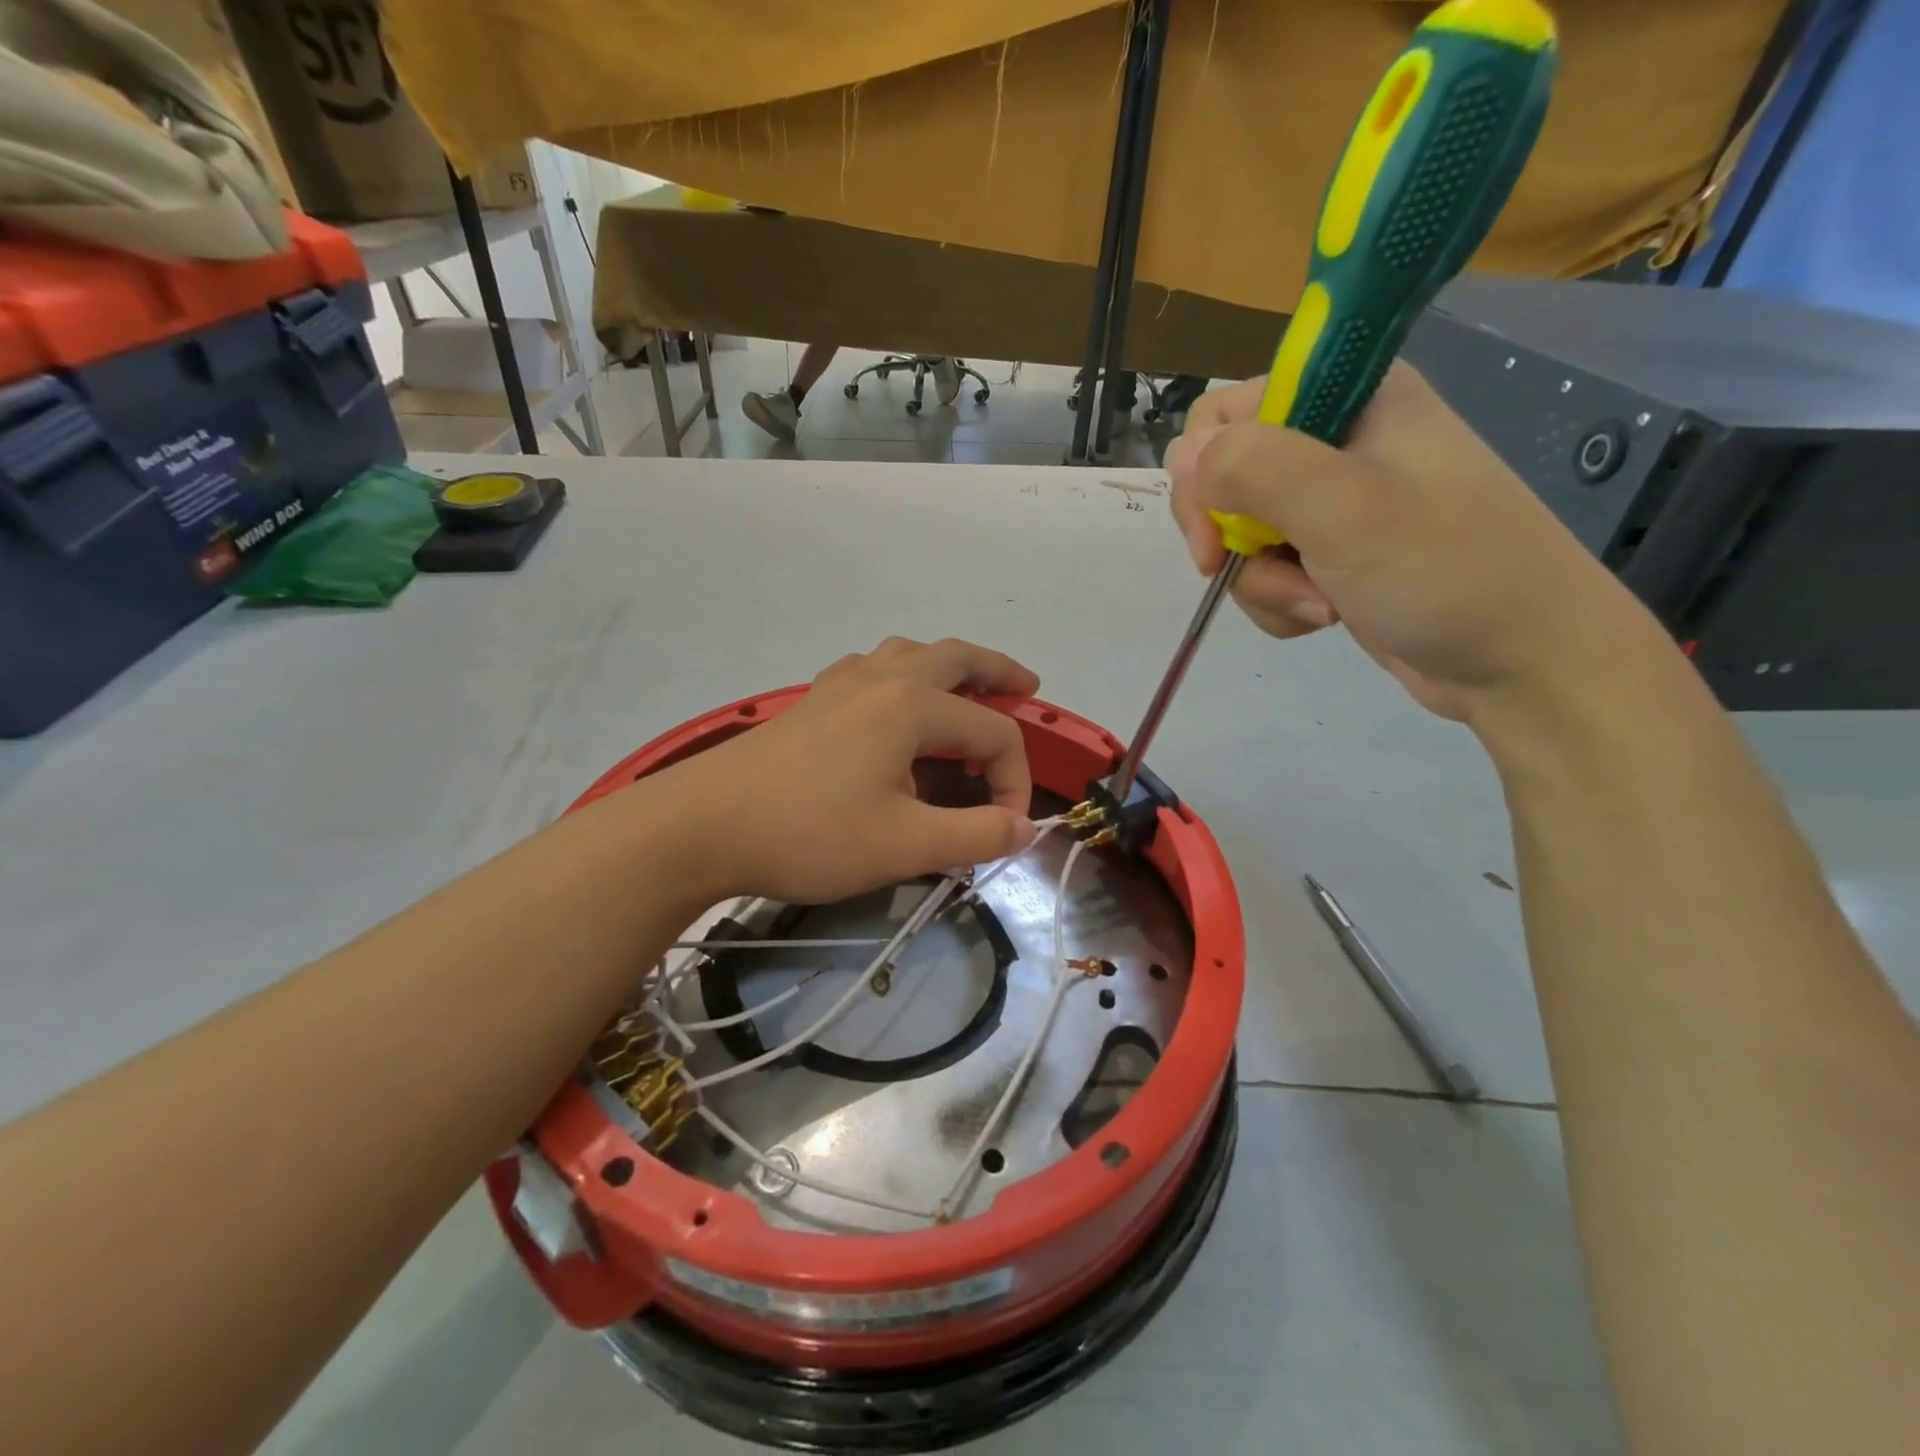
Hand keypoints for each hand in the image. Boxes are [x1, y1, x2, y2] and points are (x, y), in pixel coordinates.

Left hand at [666, 638, 1040, 903]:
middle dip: (998, 672)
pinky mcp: (811, 703)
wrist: (703, 826)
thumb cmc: (810, 833)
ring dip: (947, 668)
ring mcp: (840, 686)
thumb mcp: (905, 845)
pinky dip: (899, 678)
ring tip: (964, 693)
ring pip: (908, 654)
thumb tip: (1023, 827)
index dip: (1013, 780)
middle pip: (956, 657)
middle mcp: (882, 680)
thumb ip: (975, 835)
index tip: (1003, 829)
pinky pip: (870, 671)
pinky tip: (890, 709)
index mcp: (913, 705)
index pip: (992, 733)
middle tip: (1027, 687)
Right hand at [1165, 364, 1656, 720]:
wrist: (1522, 660)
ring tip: (1319, 605)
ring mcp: (1335, 501)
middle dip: (1235, 540)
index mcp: (1348, 397)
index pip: (1224, 414)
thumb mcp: (1345, 510)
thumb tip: (1184, 457)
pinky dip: (1281, 601)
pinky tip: (1324, 617)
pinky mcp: (1334, 552)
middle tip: (1256, 572)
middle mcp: (1336, 438)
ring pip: (1242, 535)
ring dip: (1263, 581)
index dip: (1204, 474)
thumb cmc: (1445, 572)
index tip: (1215, 536)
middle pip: (1224, 480)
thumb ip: (1255, 469)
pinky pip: (1269, 571)